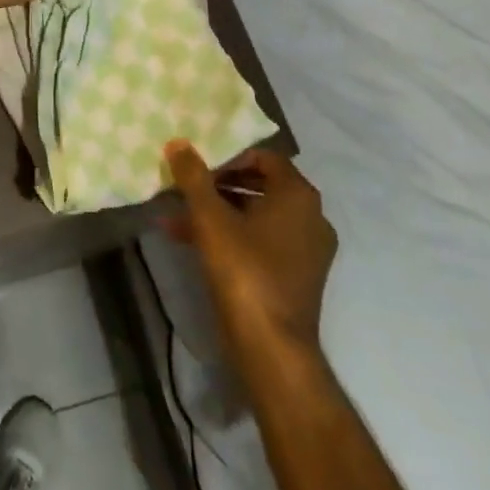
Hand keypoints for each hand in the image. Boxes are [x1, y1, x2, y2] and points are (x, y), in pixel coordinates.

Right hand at [164, 140, 335, 353]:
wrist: (272, 347)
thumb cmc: (244, 270)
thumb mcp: (210, 218)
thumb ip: (193, 176)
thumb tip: (178, 142)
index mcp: (298, 196)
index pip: (265, 157)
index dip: (230, 156)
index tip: (199, 166)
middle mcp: (311, 217)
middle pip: (261, 184)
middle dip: (220, 183)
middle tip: (187, 185)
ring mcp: (307, 249)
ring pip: (258, 215)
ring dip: (219, 210)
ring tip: (178, 214)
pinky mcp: (297, 275)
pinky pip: (262, 241)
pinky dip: (231, 235)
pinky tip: (189, 240)